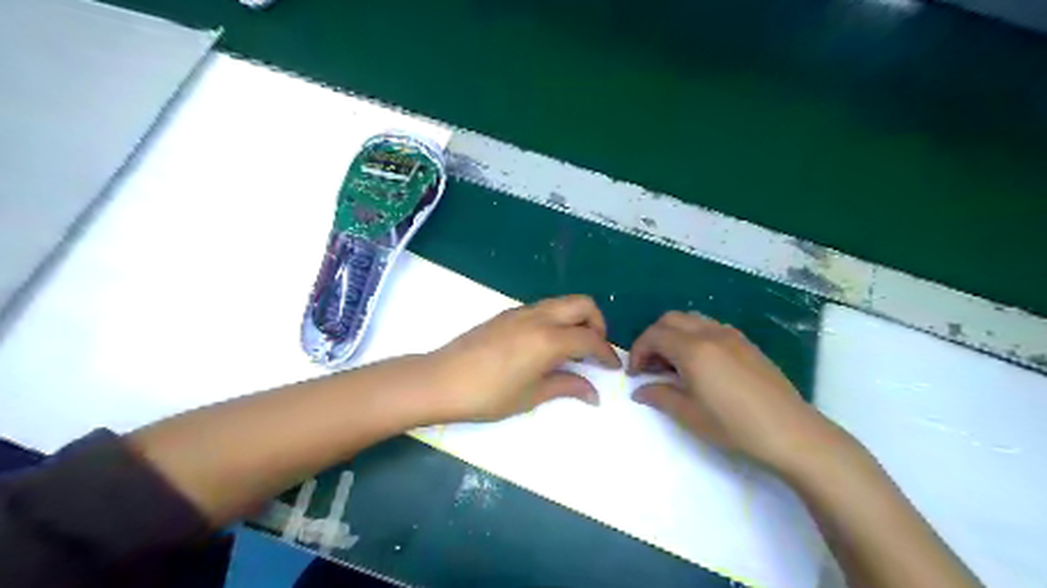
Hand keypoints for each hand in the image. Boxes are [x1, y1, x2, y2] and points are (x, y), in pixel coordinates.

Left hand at [426, 295, 620, 420]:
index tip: (614, 367)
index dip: (607, 353)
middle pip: (583, 304)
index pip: (590, 339)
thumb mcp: (531, 395)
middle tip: (594, 350)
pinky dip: (557, 319)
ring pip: (562, 302)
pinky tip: (547, 345)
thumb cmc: (488, 394)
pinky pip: (544, 308)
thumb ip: (566, 387)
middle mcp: (539, 317)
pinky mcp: (507, 314)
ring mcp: (521, 312)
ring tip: (572, 349)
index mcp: (549, 339)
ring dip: (577, 319)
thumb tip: (594, 393)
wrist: (441, 380)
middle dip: (597, 323)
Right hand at [628, 312, 840, 472]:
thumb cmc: (735, 426)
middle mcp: (710, 333)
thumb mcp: (690, 415)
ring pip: (691, 319)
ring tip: (674, 364)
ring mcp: (731, 335)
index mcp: (693, 350)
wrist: (792, 432)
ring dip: (674, 334)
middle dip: (653, 338)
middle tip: (651, 366)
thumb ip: (660, 396)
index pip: (653, 336)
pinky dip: (694, 336)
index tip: (635, 374)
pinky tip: (700, 364)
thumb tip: (639, 390)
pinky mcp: (746, 342)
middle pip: (670, 320)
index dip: (637, 351)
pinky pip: (710, 327)